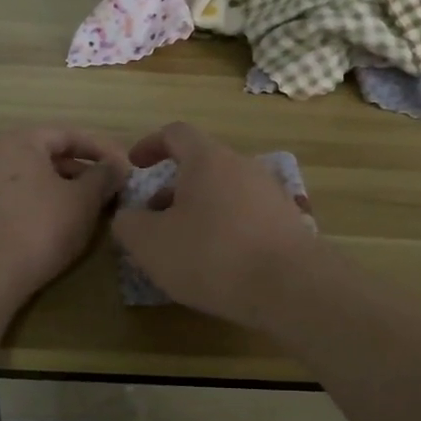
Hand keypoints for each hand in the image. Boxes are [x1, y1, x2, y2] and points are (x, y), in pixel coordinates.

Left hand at [0, 126, 129, 307]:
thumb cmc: (39, 228)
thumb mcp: (83, 202)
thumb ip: (104, 177)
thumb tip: (117, 166)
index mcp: (18, 140)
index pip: (68, 135)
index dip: (101, 150)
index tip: (123, 168)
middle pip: (43, 154)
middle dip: (77, 171)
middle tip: (103, 191)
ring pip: (23, 176)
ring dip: (54, 188)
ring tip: (78, 210)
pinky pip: (4, 196)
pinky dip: (29, 203)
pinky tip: (45, 225)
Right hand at [111, 122, 322, 327]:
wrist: (291, 286)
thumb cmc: (212, 255)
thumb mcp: (151, 244)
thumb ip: (129, 224)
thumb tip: (129, 217)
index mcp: (208, 159)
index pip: (176, 134)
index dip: (150, 145)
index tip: (135, 165)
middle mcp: (242, 166)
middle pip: (201, 165)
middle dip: (172, 188)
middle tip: (154, 220)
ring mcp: (270, 192)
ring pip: (224, 191)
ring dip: (199, 210)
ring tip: (184, 246)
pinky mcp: (287, 221)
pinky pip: (246, 214)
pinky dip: (225, 227)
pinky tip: (219, 261)